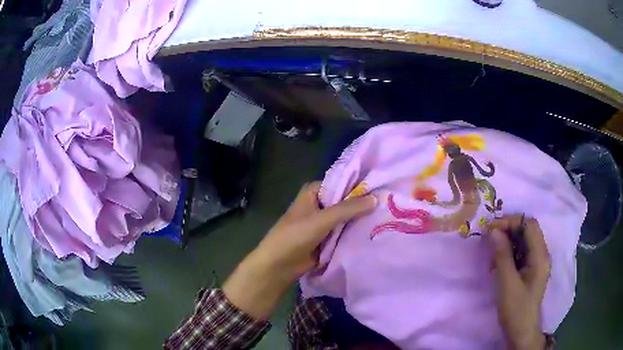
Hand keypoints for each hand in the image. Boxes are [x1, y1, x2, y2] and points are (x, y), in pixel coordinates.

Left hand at [224, 182, 376, 319]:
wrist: (279, 265)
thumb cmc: (295, 236)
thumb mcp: (322, 219)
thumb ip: (348, 208)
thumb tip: (376, 198)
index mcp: (313, 192)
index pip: (341, 183)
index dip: (360, 186)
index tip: (382, 187)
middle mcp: (319, 204)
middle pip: (345, 202)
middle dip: (363, 205)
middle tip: (389, 203)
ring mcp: (323, 223)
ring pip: (346, 218)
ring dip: (360, 220)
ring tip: (388, 217)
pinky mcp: (327, 239)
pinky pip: (344, 233)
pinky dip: (355, 233)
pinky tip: (376, 232)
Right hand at [486, 215, 550, 349]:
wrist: (521, 331)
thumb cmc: (515, 309)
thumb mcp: (507, 283)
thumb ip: (502, 256)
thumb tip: (493, 231)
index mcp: (540, 255)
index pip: (529, 225)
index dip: (511, 221)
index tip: (491, 228)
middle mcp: (541, 254)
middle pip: (527, 230)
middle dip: (508, 230)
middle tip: (489, 237)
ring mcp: (536, 262)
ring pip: (523, 240)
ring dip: (507, 242)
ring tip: (492, 254)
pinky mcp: (530, 269)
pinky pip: (520, 252)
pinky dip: (508, 253)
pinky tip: (497, 264)